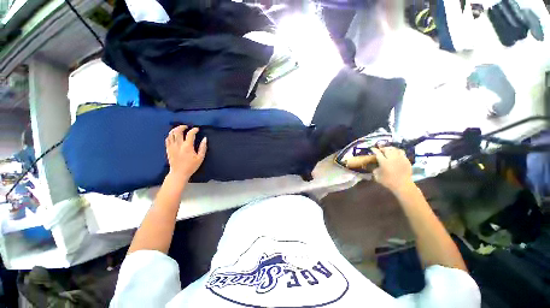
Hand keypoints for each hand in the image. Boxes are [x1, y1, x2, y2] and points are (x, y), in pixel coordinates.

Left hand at [165, 125, 206, 181]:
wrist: (179, 173)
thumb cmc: (191, 166)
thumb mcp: (200, 158)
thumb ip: (203, 147)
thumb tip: (205, 139)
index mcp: (187, 146)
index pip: (190, 134)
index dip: (194, 130)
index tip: (197, 129)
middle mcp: (179, 145)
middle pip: (178, 131)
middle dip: (182, 127)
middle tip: (186, 126)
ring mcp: (172, 146)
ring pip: (171, 134)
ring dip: (175, 129)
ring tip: (180, 129)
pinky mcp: (168, 149)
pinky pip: (167, 139)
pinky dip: (170, 135)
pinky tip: (174, 135)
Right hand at [371, 147, 413, 194]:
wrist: (403, 185)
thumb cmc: (388, 181)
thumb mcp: (377, 176)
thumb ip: (374, 169)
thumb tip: (374, 166)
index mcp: (384, 162)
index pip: (378, 153)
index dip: (374, 150)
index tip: (372, 149)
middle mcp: (392, 158)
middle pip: (387, 149)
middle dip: (383, 149)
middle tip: (380, 150)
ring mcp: (400, 158)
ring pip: (395, 149)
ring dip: (390, 149)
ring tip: (388, 151)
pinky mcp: (406, 160)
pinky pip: (401, 153)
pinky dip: (397, 152)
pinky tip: (396, 155)